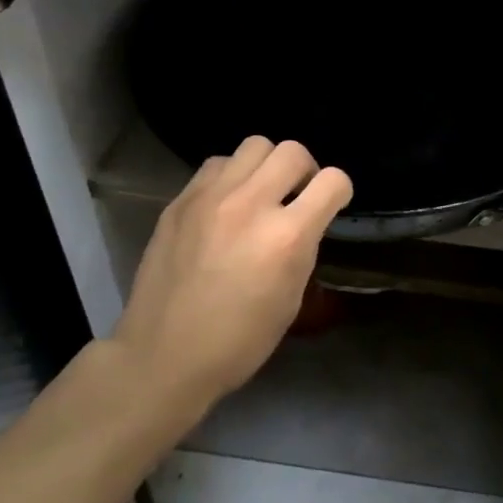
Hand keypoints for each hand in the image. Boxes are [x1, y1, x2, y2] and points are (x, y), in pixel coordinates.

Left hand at [111, 136, 351, 417]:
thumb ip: (303, 247)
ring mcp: (211, 198)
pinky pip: (218, 164)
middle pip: (293, 151)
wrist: (163, 357)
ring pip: (255, 145)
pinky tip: (226, 203)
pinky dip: (232, 176)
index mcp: (287, 237)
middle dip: (305, 171)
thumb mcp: (291, 299)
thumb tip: (305, 222)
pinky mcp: (180, 200)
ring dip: (267, 166)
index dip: (339, 192)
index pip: (333, 181)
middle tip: (296, 196)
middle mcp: (251, 205)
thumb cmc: (239, 341)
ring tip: (259, 193)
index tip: (331, 205)